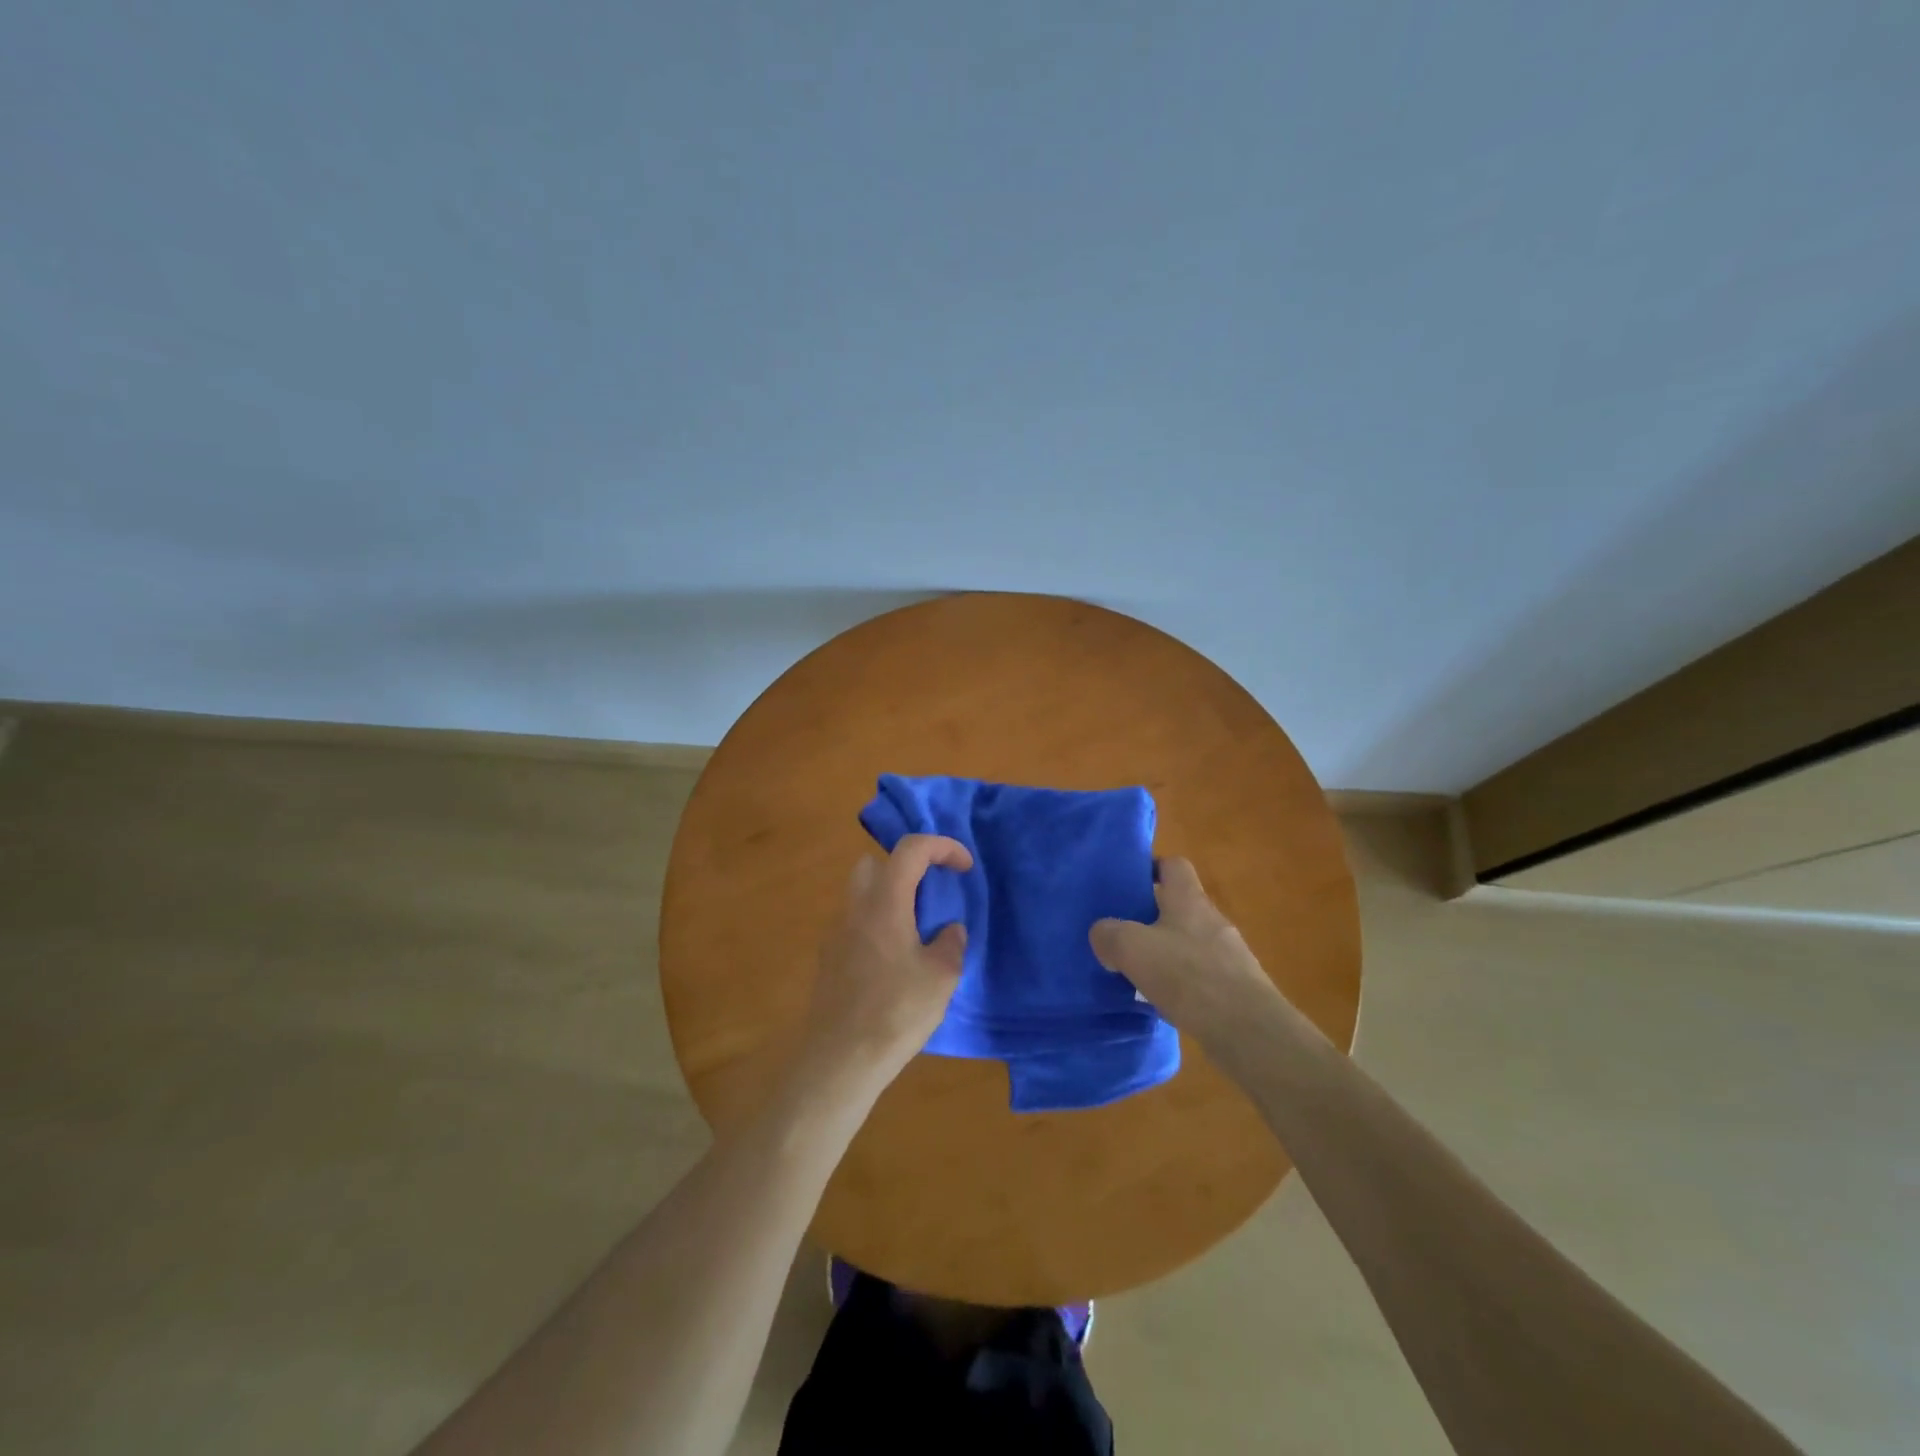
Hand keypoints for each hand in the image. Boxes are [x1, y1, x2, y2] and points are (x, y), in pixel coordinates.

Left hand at [799, 834, 973, 1093]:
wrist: (839, 1061)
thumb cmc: (894, 1013)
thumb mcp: (941, 978)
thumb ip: (951, 944)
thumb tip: (949, 931)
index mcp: (884, 903)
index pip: (910, 849)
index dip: (942, 846)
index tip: (965, 867)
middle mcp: (855, 909)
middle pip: (875, 863)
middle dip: (906, 867)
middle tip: (931, 894)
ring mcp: (836, 933)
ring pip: (861, 894)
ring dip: (890, 897)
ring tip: (917, 930)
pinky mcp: (829, 959)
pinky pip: (855, 924)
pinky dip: (877, 925)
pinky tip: (895, 961)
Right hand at [1089, 857, 1280, 1048]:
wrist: (1247, 1030)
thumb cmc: (1187, 975)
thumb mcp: (1131, 949)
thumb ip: (1109, 934)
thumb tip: (1103, 934)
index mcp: (1189, 899)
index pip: (1174, 865)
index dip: (1151, 868)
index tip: (1128, 884)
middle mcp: (1212, 919)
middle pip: (1179, 907)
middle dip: (1151, 918)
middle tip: (1122, 934)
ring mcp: (1229, 955)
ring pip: (1189, 943)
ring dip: (1166, 953)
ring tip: (1138, 973)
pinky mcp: (1236, 987)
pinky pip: (1201, 975)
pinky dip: (1182, 983)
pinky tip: (1165, 1002)